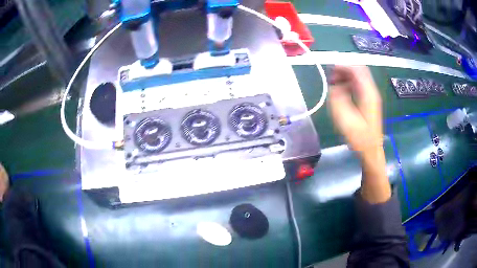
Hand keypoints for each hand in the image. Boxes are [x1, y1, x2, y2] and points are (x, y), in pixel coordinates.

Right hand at [328, 66, 382, 153]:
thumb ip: (338, 98)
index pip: (357, 70)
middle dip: (344, 70)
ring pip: (358, 77)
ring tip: (334, 84)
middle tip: (331, 77)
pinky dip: (348, 83)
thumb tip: (333, 84)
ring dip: (346, 76)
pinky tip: (341, 91)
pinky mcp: (369, 101)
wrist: (371, 150)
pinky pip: (358, 85)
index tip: (330, 69)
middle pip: (359, 70)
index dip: (343, 66)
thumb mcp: (345, 119)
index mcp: (368, 93)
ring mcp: (371, 96)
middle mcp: (371, 91)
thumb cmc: (359, 137)